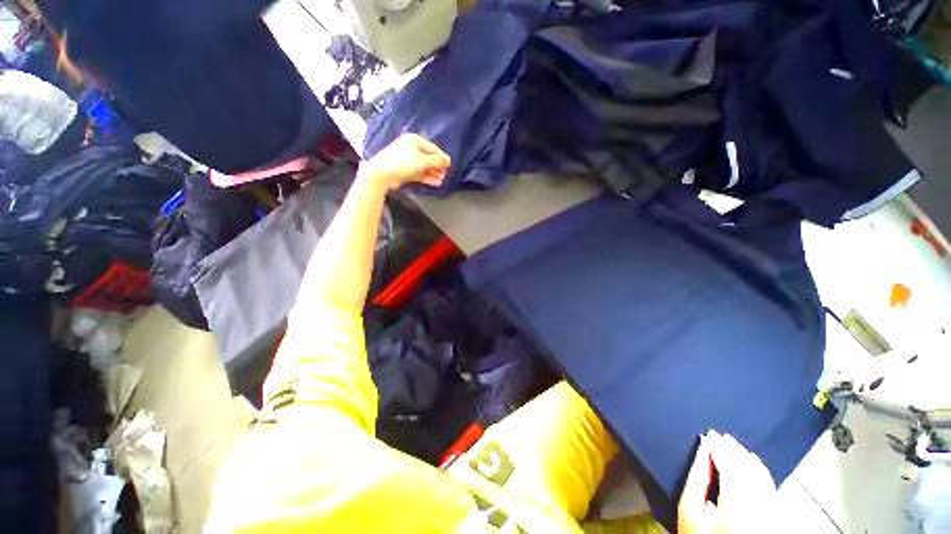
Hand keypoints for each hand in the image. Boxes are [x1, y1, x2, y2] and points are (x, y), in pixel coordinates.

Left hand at [360, 133, 450, 190]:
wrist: (382, 174)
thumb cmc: (403, 163)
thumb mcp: (423, 160)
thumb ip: (437, 161)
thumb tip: (448, 161)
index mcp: (415, 140)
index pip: (433, 148)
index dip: (442, 157)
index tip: (450, 166)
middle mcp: (412, 148)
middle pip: (429, 158)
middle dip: (438, 167)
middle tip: (445, 175)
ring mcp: (409, 160)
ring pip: (425, 167)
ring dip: (434, 174)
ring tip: (441, 181)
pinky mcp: (406, 170)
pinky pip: (420, 173)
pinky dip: (427, 177)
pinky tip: (435, 183)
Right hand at [678, 430, 776, 533]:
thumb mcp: (690, 508)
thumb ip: (697, 476)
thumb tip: (702, 448)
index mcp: (736, 502)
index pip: (730, 464)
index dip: (719, 446)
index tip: (709, 434)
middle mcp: (759, 504)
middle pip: (748, 468)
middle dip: (733, 449)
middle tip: (720, 436)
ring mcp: (771, 510)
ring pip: (762, 475)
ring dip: (747, 458)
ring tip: (734, 446)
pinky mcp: (776, 515)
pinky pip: (770, 485)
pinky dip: (759, 471)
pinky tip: (752, 463)